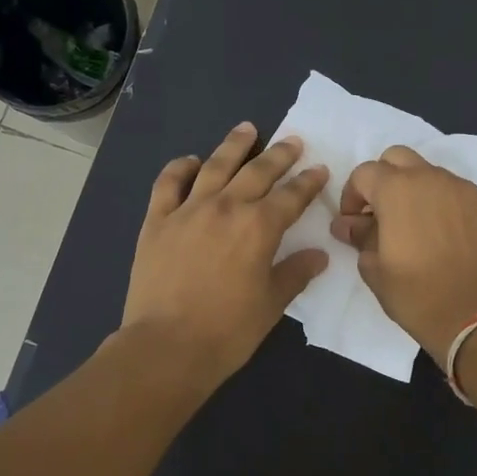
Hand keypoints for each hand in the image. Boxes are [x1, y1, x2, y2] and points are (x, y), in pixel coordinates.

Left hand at [122, 122, 329, 390]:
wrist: (167, 346)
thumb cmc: (228, 331)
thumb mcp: (272, 304)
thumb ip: (295, 273)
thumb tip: (319, 254)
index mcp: (259, 227)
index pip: (292, 196)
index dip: (308, 182)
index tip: (320, 169)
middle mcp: (226, 208)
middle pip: (258, 171)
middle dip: (279, 155)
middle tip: (293, 141)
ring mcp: (188, 210)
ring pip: (215, 166)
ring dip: (234, 146)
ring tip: (247, 129)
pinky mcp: (157, 221)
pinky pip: (168, 183)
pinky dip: (180, 168)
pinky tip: (190, 161)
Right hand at [330, 146, 476, 358]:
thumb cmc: (416, 295)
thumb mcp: (374, 269)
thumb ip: (359, 237)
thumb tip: (347, 224)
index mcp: (397, 189)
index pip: (364, 173)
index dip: (353, 195)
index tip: (354, 222)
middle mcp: (433, 178)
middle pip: (399, 158)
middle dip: (385, 180)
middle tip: (384, 214)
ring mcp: (468, 190)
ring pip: (434, 176)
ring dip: (420, 192)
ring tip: (420, 229)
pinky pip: (463, 196)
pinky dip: (451, 209)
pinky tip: (452, 240)